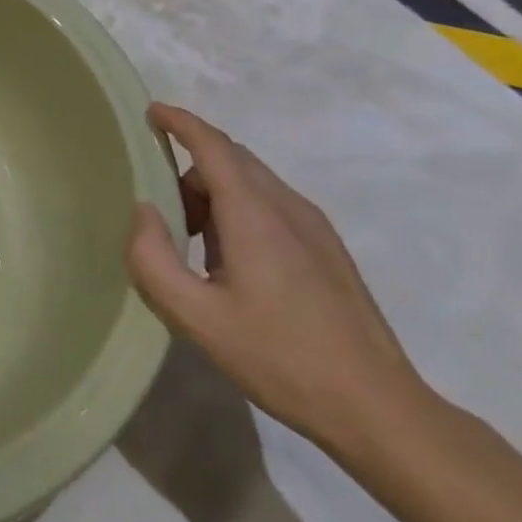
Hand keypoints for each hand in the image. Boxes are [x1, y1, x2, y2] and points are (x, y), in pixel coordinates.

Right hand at [126, 103, 427, 452]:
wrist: (379, 409)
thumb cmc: (281, 358)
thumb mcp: (196, 317)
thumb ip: (153, 259)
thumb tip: (143, 211)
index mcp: (255, 215)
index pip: (213, 146)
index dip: (180, 122)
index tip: (150, 112)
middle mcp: (288, 207)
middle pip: (232, 159)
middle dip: (190, 167)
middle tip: (161, 209)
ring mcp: (315, 228)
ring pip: (253, 182)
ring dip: (214, 192)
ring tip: (194, 246)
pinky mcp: (329, 250)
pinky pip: (272, 205)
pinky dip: (239, 210)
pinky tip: (233, 264)